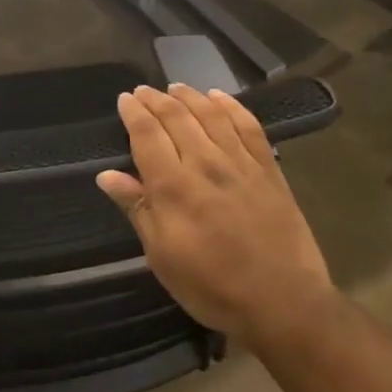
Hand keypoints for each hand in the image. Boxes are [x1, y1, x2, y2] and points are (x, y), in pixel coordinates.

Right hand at [97, 84, 333, 347]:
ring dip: (189, 96)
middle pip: (176, 116)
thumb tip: (107, 175)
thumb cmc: (213, 286)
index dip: (133, 112)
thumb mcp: (162, 256)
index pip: (147, 133)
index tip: (124, 99)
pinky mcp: (268, 169)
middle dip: (155, 99)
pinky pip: (248, 126)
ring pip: (210, 114)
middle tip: (143, 91)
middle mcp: (205, 163)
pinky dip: (231, 106)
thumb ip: (137, 209)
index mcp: (173, 186)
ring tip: (175, 88)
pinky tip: (219, 97)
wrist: (284, 303)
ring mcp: (240, 163)